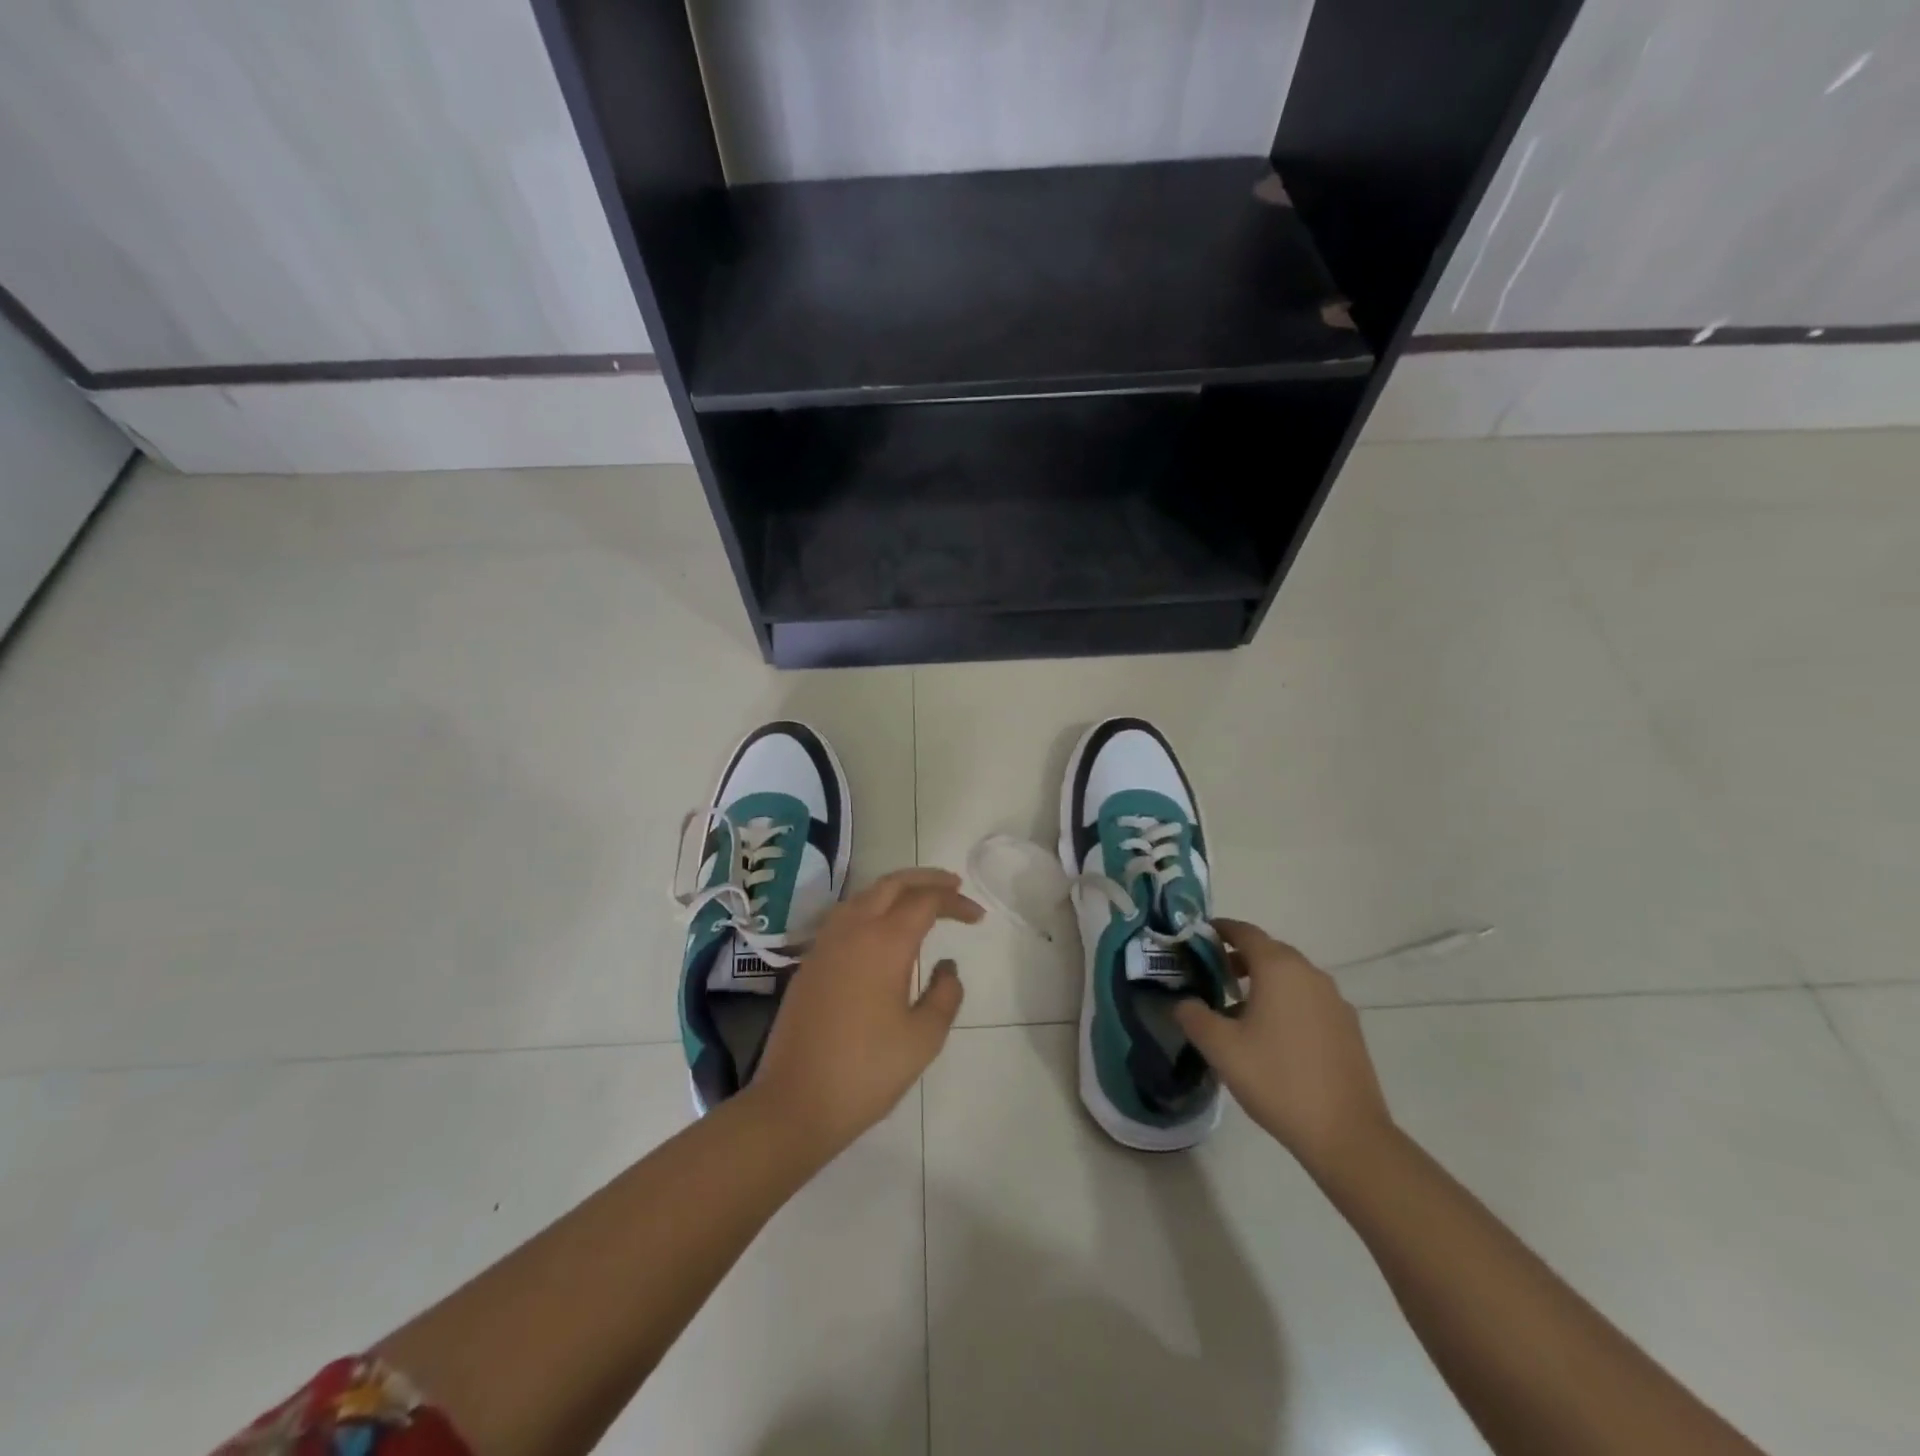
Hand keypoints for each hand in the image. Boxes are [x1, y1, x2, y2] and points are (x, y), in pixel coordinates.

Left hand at [747, 868, 982, 1160]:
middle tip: (953, 885)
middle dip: (925, 879)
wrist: (794, 1103)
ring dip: (896, 889)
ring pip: (864, 895)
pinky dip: (872, 906)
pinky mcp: (810, 961)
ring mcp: (826, 943)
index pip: (926, 901)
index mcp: (884, 942)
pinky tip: (882, 927)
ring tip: (920, 899)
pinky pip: (845, 915)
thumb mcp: (923, 1038)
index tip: (978, 917)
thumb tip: (947, 966)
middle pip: (892, 884)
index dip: (955, 902)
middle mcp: (853, 930)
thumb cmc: (866, 1071)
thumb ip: (945, 994)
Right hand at [1174, 918, 1393, 1176]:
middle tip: (1211, 973)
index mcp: (1279, 969)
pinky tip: (1273, 1033)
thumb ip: (1194, 1017)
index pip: (1245, 932)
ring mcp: (1334, 1000)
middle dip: (1239, 956)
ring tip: (1238, 1006)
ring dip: (1264, 980)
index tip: (1198, 935)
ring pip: (1291, 976)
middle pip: (1270, 950)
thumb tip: (1184, 1003)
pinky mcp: (1348, 1027)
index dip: (1220, 929)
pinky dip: (1286, 1001)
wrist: (1346, 1134)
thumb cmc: (1277, 1080)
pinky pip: (1309, 999)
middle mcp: (1310, 974)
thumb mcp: (1221, 1048)